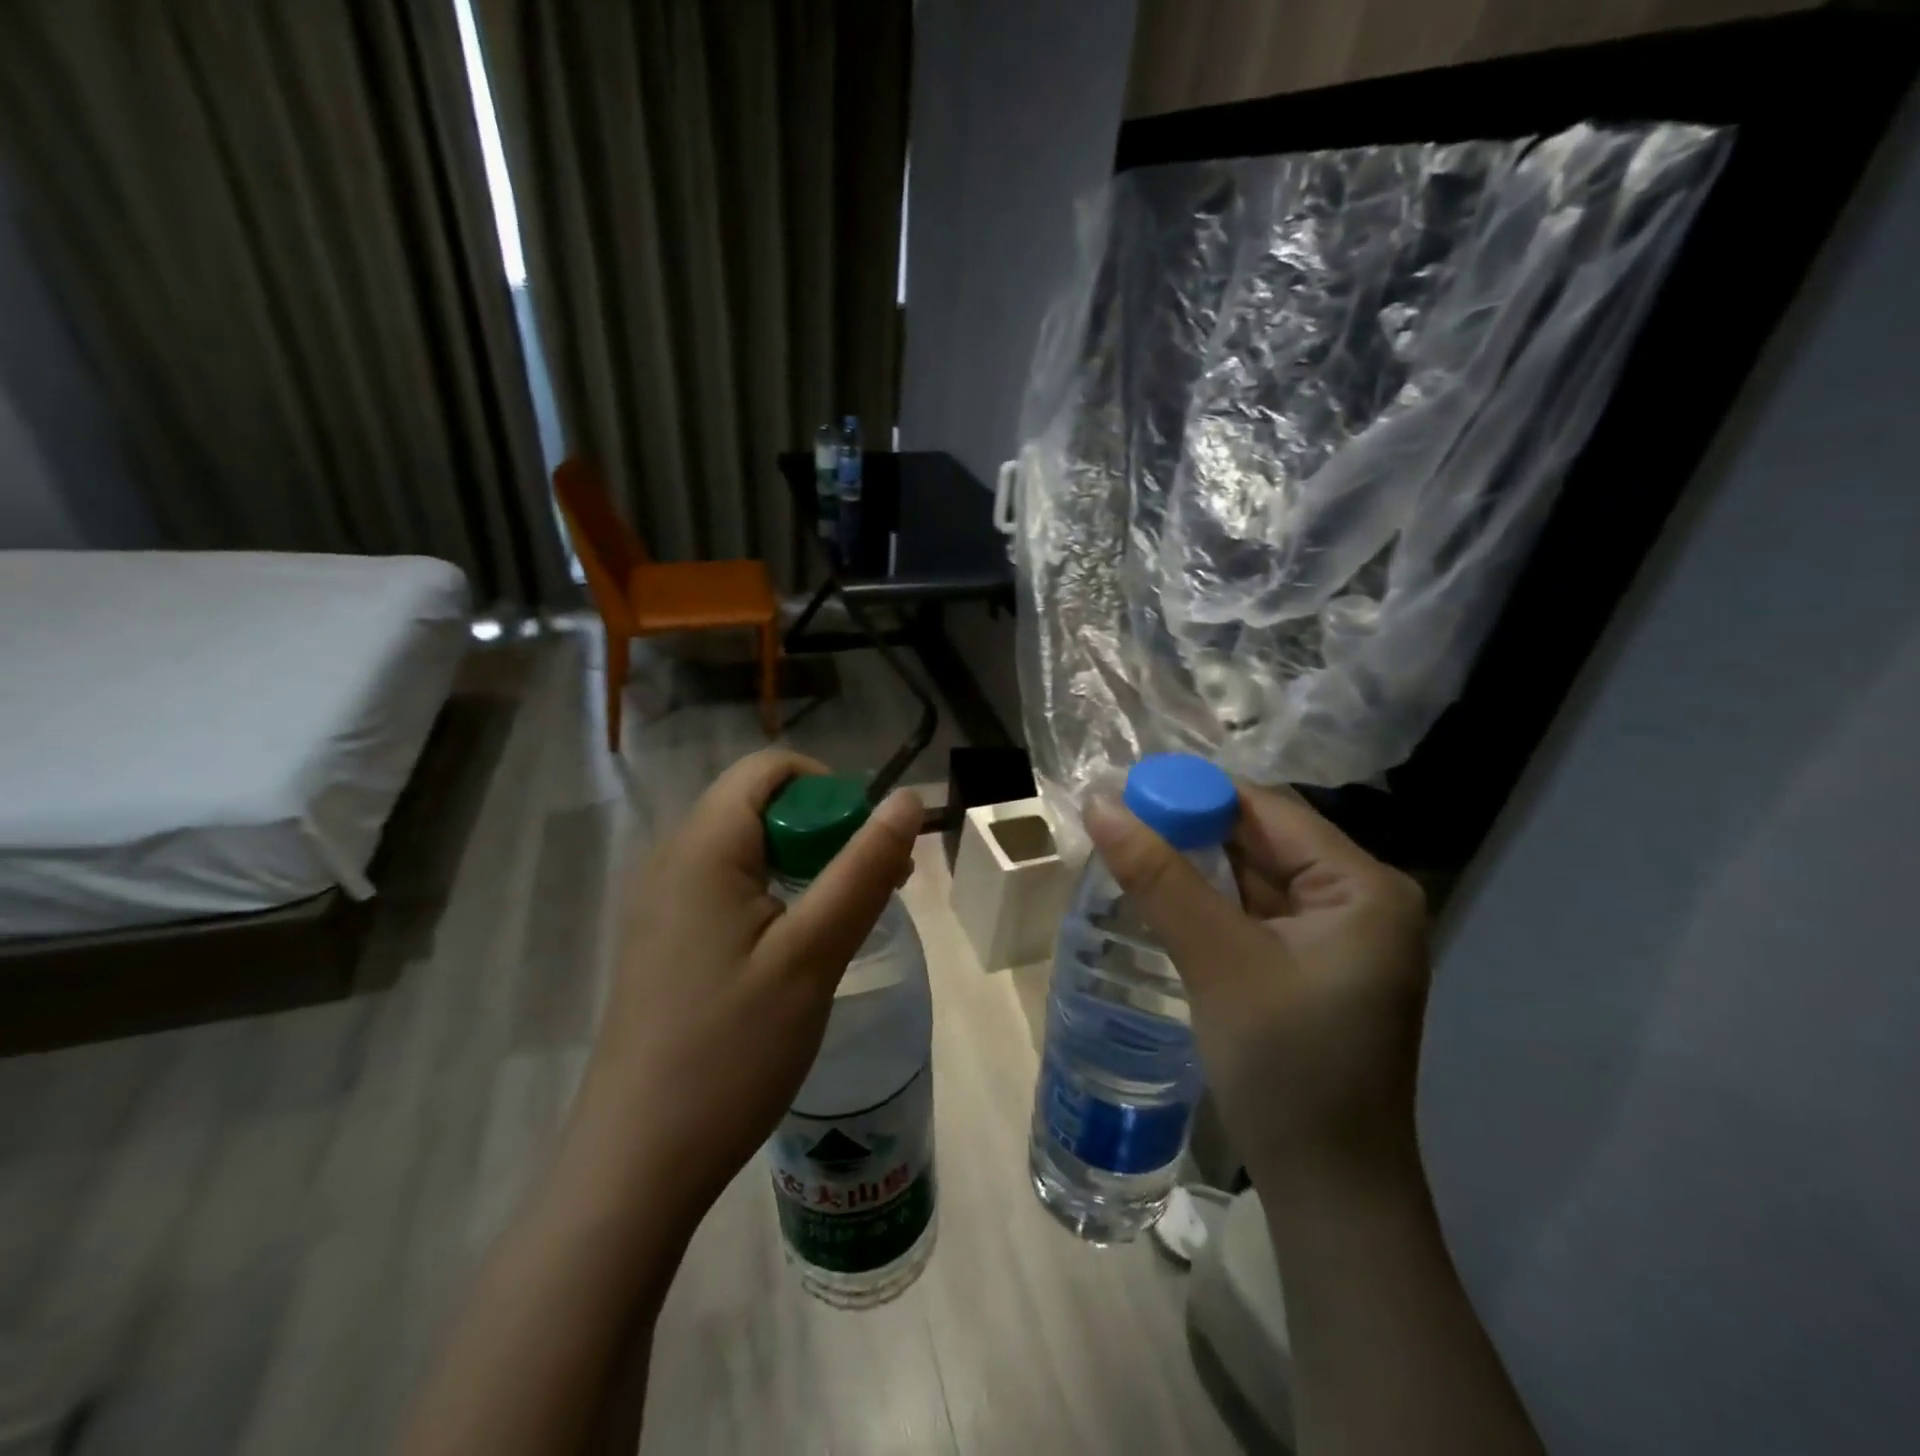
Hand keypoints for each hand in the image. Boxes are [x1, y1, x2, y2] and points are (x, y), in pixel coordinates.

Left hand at [569, 749, 922, 1237]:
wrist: (638, 1162)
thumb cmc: (731, 1050)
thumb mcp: (813, 954)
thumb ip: (862, 868)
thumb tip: (908, 800)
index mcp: (702, 847)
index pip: (769, 769)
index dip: (830, 788)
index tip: (869, 844)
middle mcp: (671, 859)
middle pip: (760, 805)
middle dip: (826, 830)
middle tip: (875, 888)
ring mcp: (661, 902)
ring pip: (748, 848)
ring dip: (806, 865)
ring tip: (845, 923)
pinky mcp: (664, 940)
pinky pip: (727, 887)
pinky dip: (775, 895)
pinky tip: (798, 950)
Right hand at [1084, 782, 1428, 1189]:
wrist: (1328, 1191)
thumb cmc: (1286, 1068)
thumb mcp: (1218, 961)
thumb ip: (1159, 878)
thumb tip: (1099, 804)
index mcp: (1363, 886)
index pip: (1268, 810)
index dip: (1194, 792)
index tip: (1126, 789)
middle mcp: (1359, 898)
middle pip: (1261, 838)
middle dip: (1190, 827)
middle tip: (1116, 817)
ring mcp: (1336, 933)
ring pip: (1252, 873)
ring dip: (1193, 862)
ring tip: (1127, 844)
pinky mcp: (1310, 962)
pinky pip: (1252, 910)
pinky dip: (1207, 898)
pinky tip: (1160, 890)